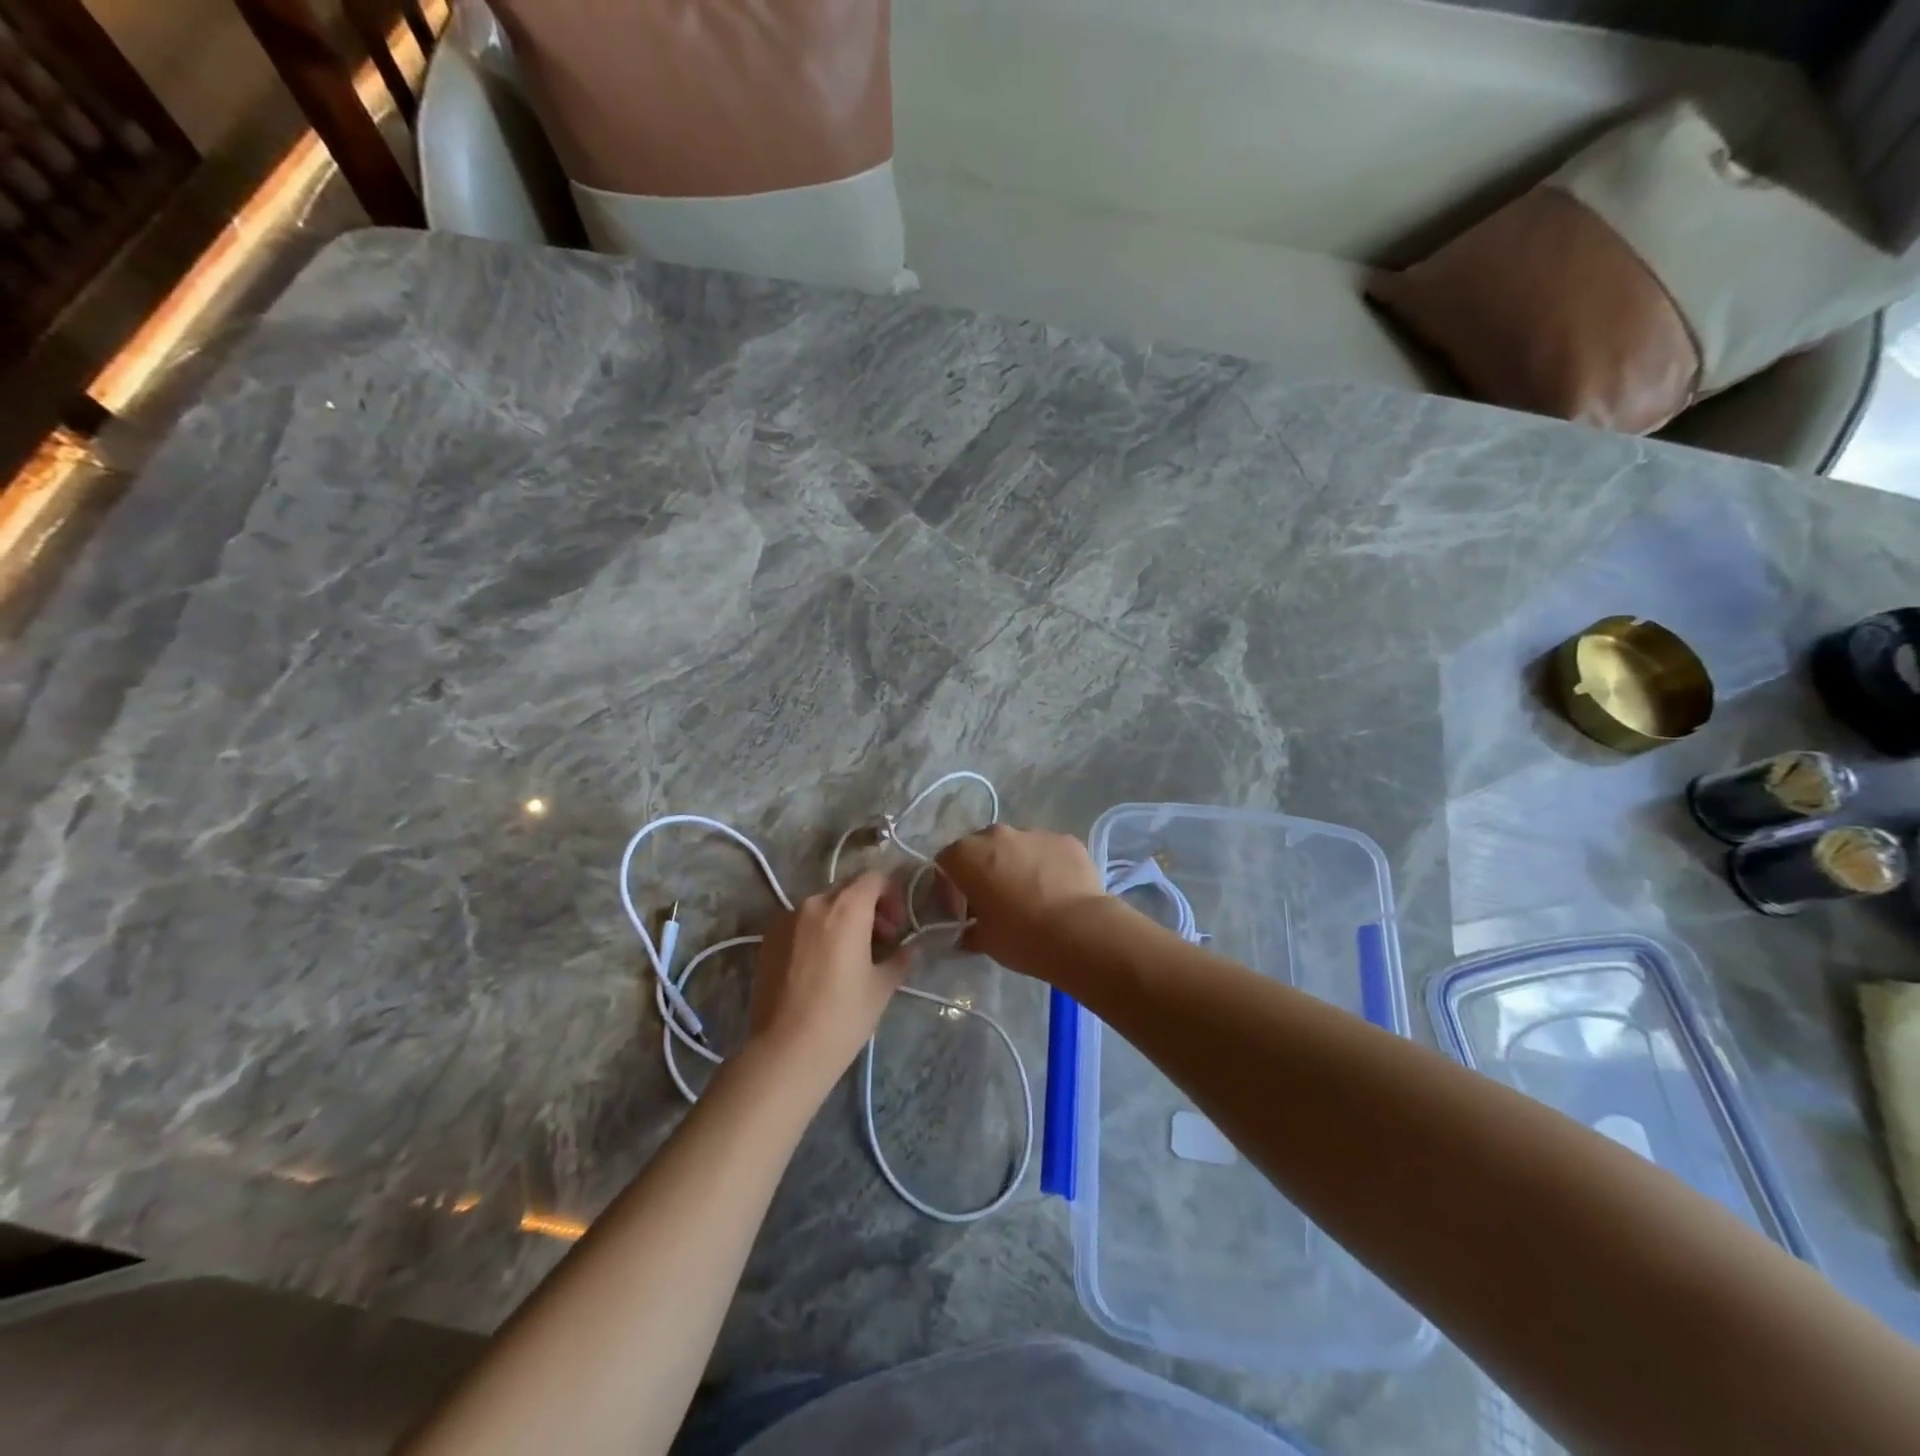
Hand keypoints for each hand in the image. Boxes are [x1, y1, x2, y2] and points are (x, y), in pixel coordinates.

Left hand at [746, 871, 912, 1084]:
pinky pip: (800, 923)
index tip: (897, 926)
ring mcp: (785, 919)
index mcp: (846, 908)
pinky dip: (817, 932)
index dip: (891, 895)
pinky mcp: (767, 939)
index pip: (874, 878)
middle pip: (847, 890)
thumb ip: (900, 958)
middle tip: (879, 941)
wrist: (785, 1051)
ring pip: (822, 906)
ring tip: (849, 956)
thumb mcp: (881, 987)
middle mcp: (814, 903)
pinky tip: (821, 966)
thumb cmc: (842, 1016)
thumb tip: (912, 948)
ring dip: (841, 920)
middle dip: (868, 908)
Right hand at [935, 824, 1106, 973]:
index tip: (960, 910)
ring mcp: (1034, 833)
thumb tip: (968, 932)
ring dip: (1015, 865)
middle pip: (980, 848)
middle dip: (982, 870)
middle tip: (993, 899)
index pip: (945, 862)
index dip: (948, 886)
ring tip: (1030, 896)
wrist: (1079, 931)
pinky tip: (1056, 892)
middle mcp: (998, 835)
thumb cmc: (1020, 936)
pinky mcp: (1066, 840)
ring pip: (1016, 846)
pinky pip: (1047, 851)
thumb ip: (969, 930)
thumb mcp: (983, 940)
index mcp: (968, 855)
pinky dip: (1046, 866)